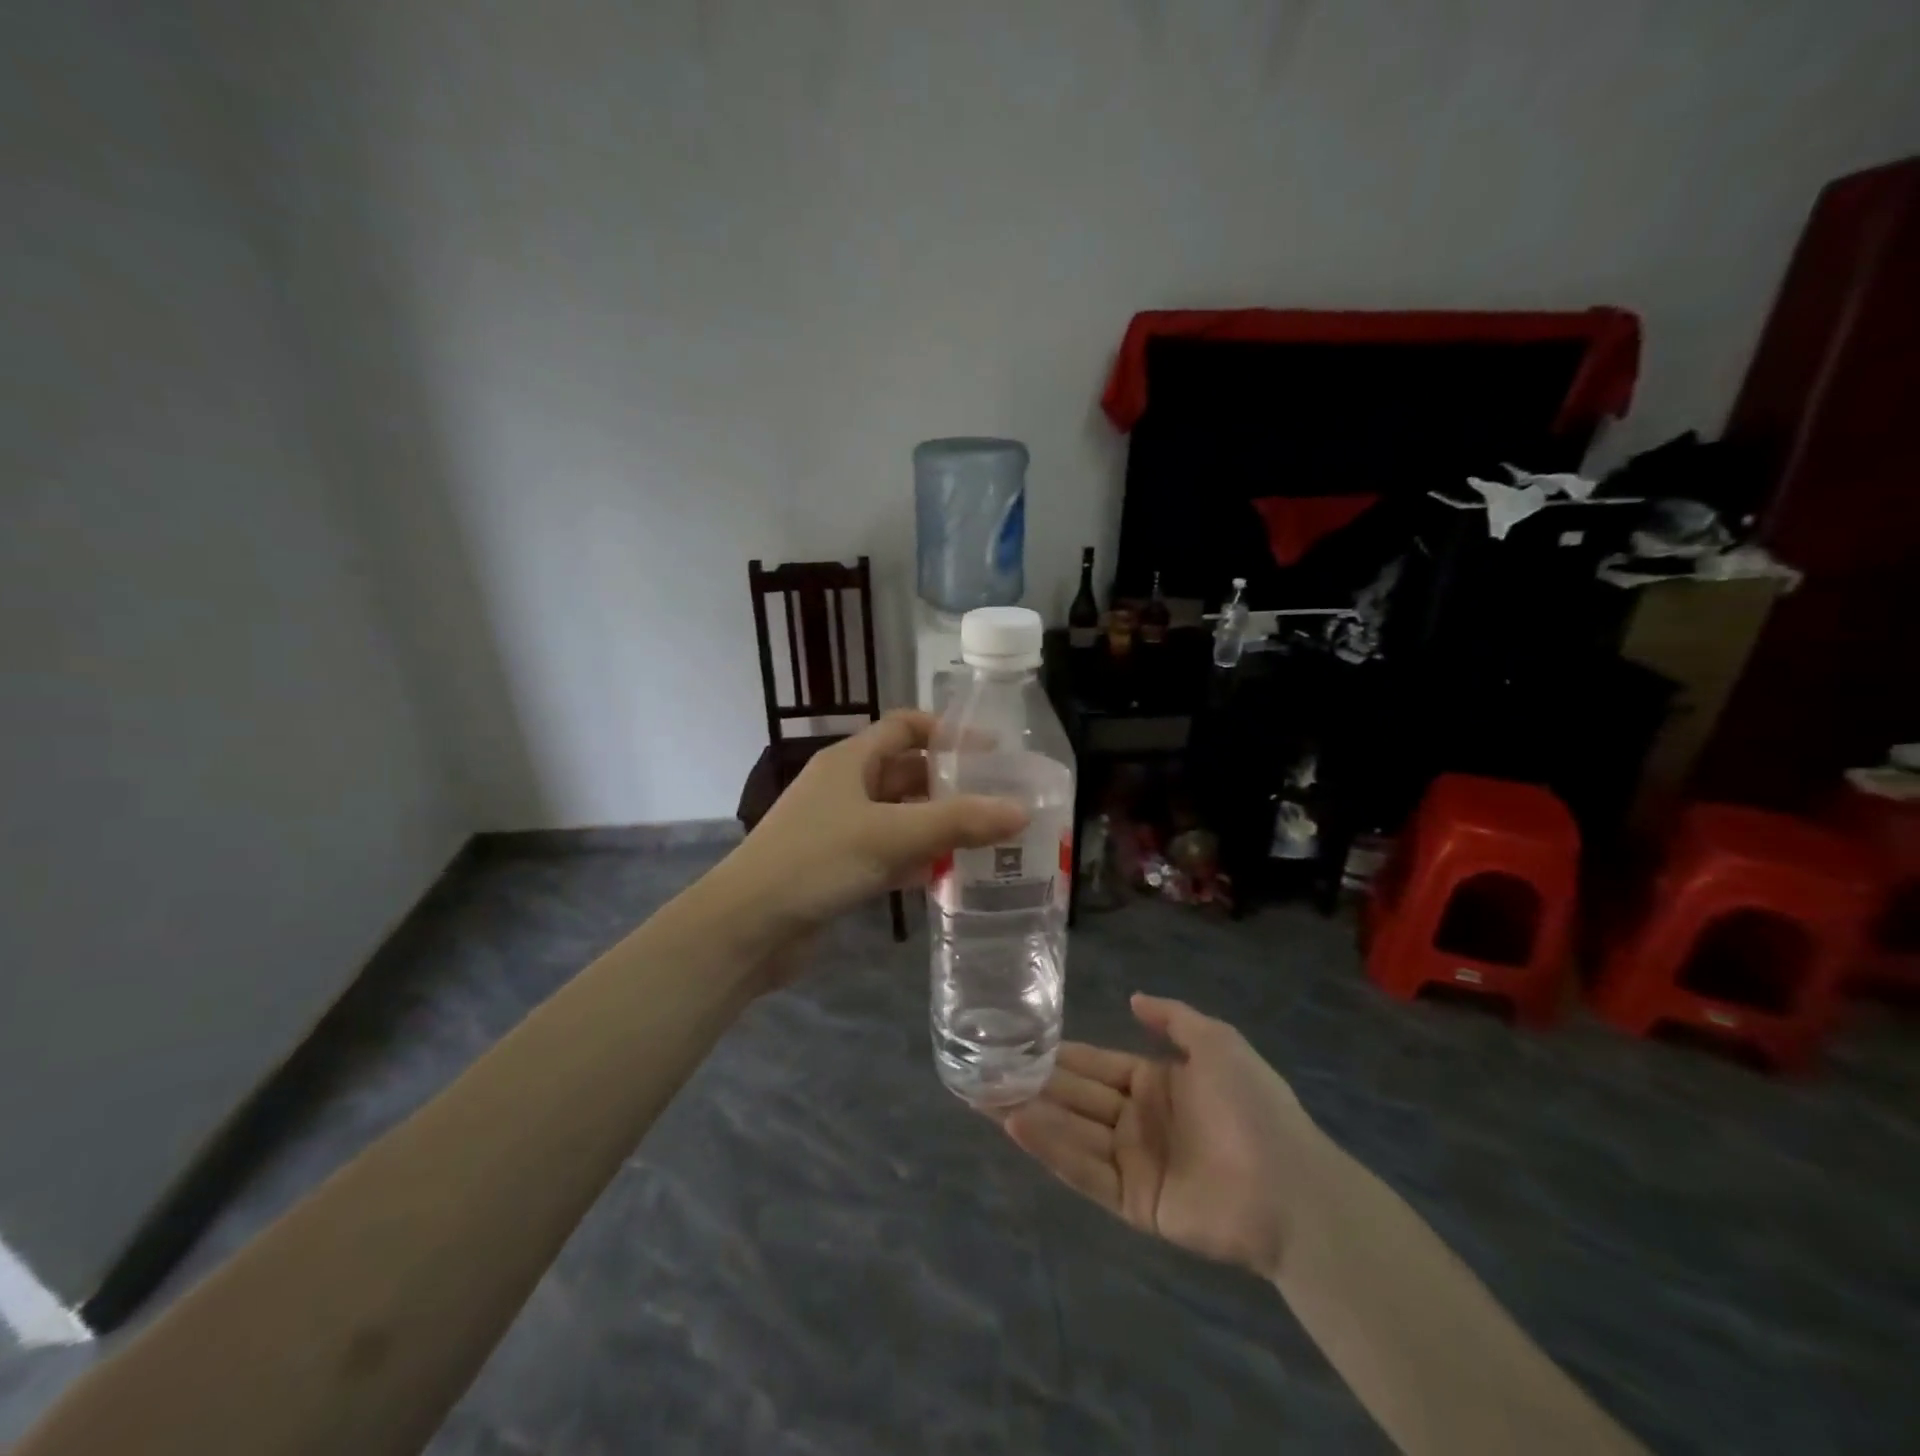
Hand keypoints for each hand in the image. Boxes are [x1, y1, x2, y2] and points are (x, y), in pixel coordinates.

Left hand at [722, 710, 1027, 931]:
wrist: (747, 927)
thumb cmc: (817, 861)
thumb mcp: (891, 835)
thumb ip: (957, 822)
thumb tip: (1021, 811)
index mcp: (850, 760)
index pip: (905, 727)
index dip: (947, 732)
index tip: (992, 751)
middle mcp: (845, 787)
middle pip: (907, 773)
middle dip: (950, 784)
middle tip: (1000, 800)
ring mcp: (840, 829)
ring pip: (900, 816)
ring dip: (938, 825)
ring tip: (989, 838)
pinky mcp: (839, 868)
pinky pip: (888, 853)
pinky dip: (917, 859)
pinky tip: (950, 874)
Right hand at [1000, 995, 1319, 1281]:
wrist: (1291, 1185)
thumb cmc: (1253, 1105)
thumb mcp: (1217, 1042)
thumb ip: (1173, 1018)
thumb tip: (1133, 998)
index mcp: (1155, 1083)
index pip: (1095, 1064)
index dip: (1059, 1054)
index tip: (1017, 1041)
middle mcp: (1137, 1120)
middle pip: (1074, 1097)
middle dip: (1031, 1083)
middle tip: (982, 1070)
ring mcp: (1133, 1162)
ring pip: (1072, 1132)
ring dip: (1029, 1113)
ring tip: (982, 1095)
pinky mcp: (1132, 1202)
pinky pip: (1085, 1170)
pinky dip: (1050, 1148)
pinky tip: (1017, 1124)